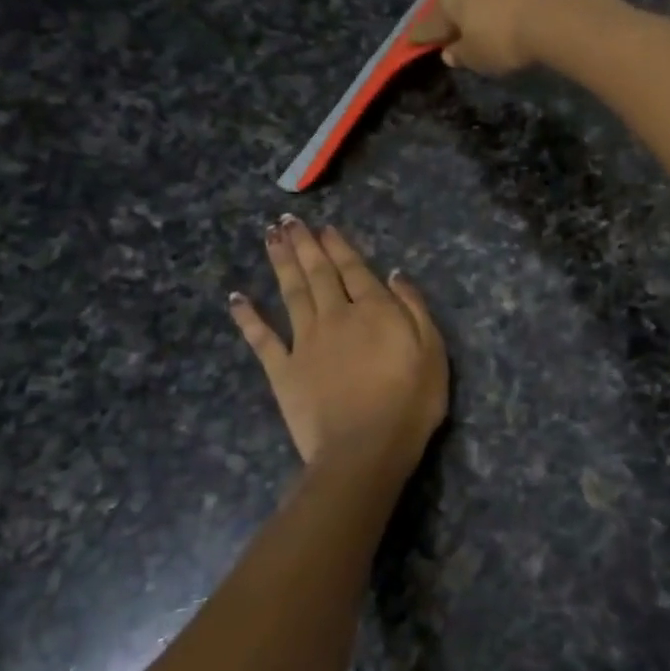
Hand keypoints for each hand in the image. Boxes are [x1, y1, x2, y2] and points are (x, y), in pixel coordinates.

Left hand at [229, 218, 447, 486]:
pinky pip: (262, 338)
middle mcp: (335, 316)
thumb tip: (395, 274)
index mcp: (373, 310)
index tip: (324, 228)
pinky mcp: (283, 370)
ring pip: (290, 293)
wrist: (364, 449)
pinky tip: (237, 298)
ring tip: (270, 237)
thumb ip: (414, 308)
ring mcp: (305, 342)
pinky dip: (248, 317)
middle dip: (304, 245)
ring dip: (280, 263)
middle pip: (317, 273)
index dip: (338, 246)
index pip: (353, 269)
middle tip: (288, 220)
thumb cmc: (409, 402)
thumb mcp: (432, 351)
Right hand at [410, 0, 614, 76]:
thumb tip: (450, 52)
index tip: (420, 42)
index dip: (427, 33)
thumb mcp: (477, 58)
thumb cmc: (505, 39)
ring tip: (503, 15)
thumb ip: (461, 54)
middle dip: (463, 5)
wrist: (562, 14)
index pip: (432, 18)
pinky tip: (537, 11)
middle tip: (465, 24)